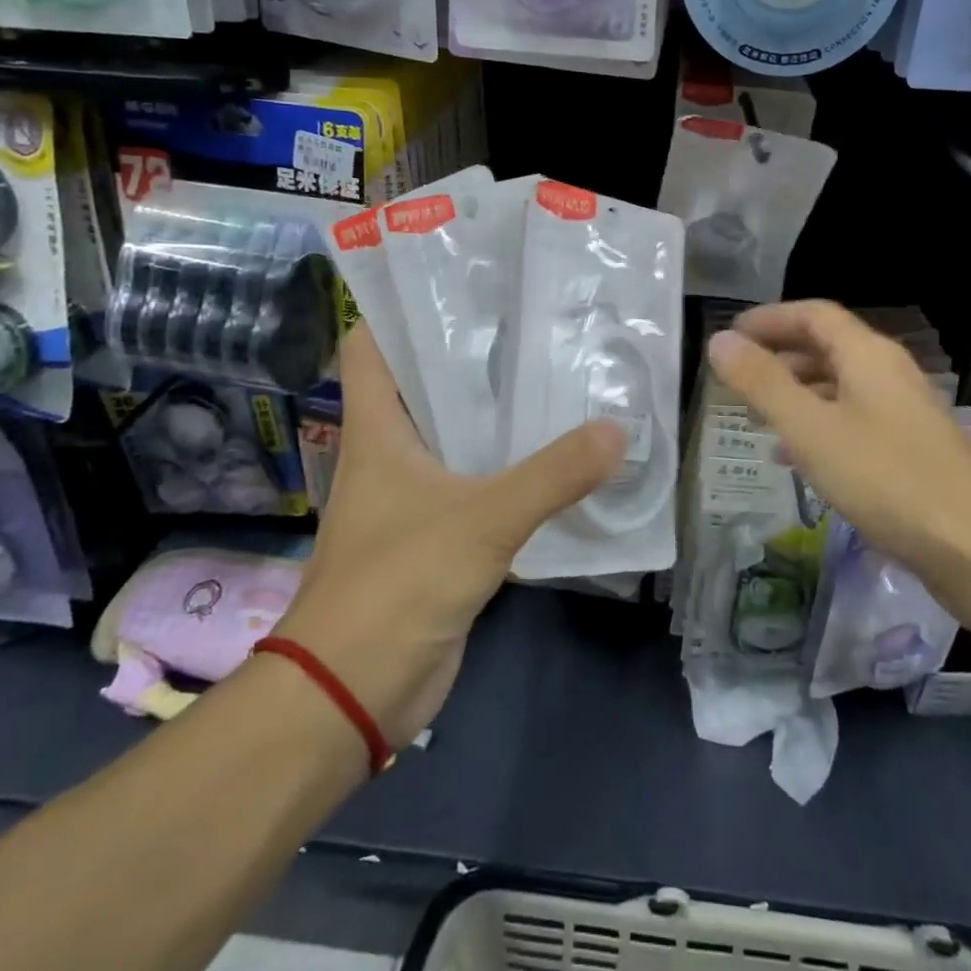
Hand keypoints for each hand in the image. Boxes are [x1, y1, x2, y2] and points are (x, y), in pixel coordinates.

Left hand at [274, 323, 624, 748]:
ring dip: (496, 409)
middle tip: (533, 318)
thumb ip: (552, 476)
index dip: (402, 305)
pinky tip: (556, 452)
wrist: (352, 692)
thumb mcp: (480, 521)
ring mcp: (414, 492)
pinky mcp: (438, 531)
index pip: (372, 342)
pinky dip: (509, 463)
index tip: (460, 278)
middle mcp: (391, 449)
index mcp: (377, 427)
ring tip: (554, 372)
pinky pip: (477, 480)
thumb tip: (617, 431)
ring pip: (456, 431)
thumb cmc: (396, 585)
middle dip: (472, 350)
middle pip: (425, 380)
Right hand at [706, 301, 970, 578]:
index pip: (813, 314)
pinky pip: (854, 421)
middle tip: (738, 377)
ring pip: (840, 387)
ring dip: (797, 393)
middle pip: (828, 347)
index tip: (731, 335)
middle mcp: (890, 373)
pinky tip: (797, 458)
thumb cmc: (887, 479)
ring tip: (758, 417)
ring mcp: (906, 412)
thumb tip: (720, 340)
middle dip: (779, 356)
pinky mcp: (912, 449)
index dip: (769, 318)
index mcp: (868, 355)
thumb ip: (762, 383)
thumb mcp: (811, 429)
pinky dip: (819, 426)